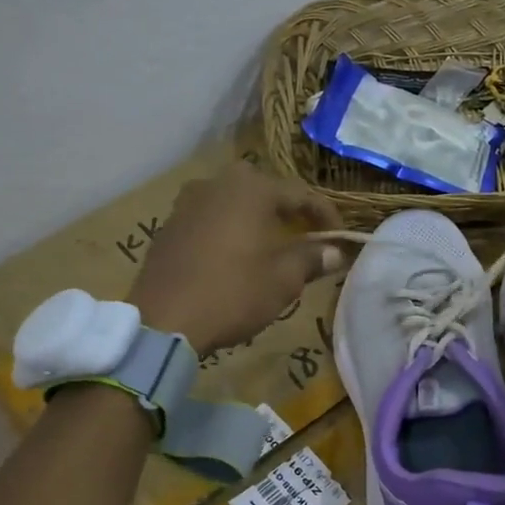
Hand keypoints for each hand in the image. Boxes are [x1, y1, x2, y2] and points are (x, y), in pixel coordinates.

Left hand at [129, 161, 344, 352]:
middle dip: (289, 213)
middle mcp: (218, 183)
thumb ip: (311, 258)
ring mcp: (188, 202)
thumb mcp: (283, 280)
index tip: (341, 239)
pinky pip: (211, 218)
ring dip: (258, 220)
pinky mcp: (169, 224)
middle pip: (265, 192)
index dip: (326, 216)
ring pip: (235, 203)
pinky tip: (237, 256)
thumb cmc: (232, 294)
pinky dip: (231, 230)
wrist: (162, 320)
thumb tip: (334, 252)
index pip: (301, 194)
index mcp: (251, 189)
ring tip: (273, 247)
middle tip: (307, 237)